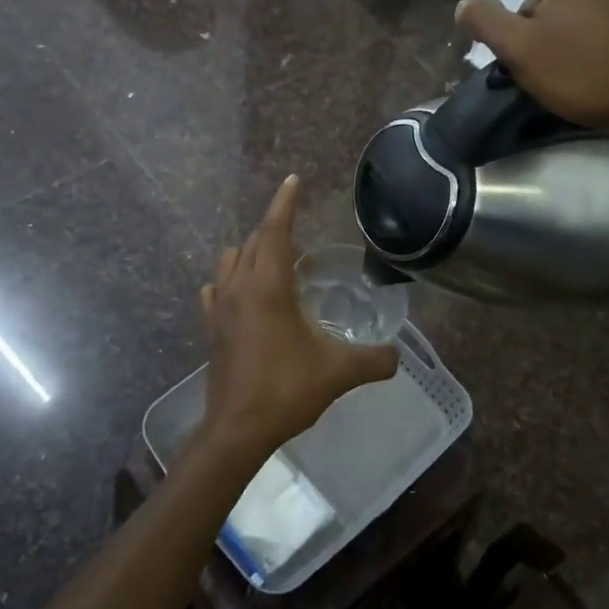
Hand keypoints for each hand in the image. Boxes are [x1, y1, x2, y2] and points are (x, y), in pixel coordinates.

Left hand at [198, 176, 397, 461]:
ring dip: (250, 250)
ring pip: (231, 260)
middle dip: (274, 228)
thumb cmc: (287, 390)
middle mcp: (239, 287)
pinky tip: (240, 292)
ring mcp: (219, 306)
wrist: (238, 428)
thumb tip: (398, 356)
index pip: (275, 230)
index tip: (293, 180)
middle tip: (298, 228)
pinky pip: (216, 288)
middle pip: (253, 241)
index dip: (285, 202)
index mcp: (269, 286)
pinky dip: (229, 279)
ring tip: (273, 259)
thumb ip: (374, 359)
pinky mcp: (211, 327)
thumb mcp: (339, 372)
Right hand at [454, 0, 608, 135]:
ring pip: (596, 16)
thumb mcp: (519, 50)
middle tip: (561, 74)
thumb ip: (485, 22)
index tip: (536, 67)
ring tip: (590, 76)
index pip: (530, 5)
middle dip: (559, 35)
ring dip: (588, 39)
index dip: (526, 39)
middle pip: (564, 7)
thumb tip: (463, 5)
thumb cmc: (582, 71)